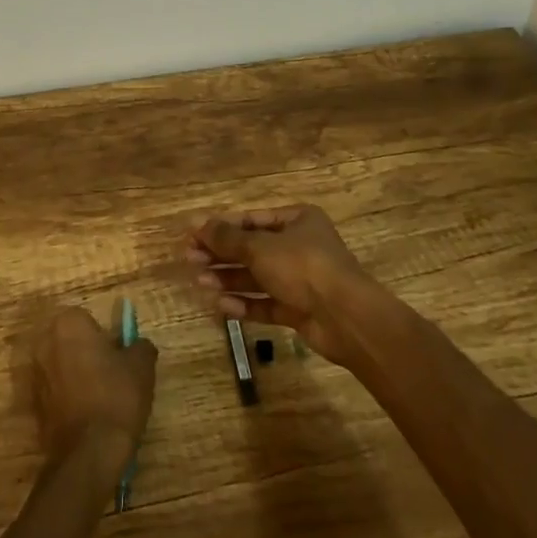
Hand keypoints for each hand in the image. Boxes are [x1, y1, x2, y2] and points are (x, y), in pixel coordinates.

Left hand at [30, 307, 157, 480]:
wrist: (89, 453)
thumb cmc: (116, 397)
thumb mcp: (142, 366)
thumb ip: (140, 346)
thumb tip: (138, 345)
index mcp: (68, 324)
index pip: (88, 320)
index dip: (105, 339)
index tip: (117, 358)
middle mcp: (45, 342)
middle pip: (70, 342)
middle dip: (86, 354)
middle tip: (110, 376)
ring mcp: (35, 374)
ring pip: (61, 367)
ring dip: (75, 376)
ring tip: (99, 400)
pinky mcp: (33, 404)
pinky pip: (54, 392)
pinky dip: (66, 399)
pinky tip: (86, 417)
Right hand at [186, 206, 382, 365]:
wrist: (346, 318)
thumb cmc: (303, 267)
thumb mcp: (260, 247)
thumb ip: (228, 238)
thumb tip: (197, 225)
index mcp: (297, 220)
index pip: (252, 219)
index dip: (221, 226)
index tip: (192, 234)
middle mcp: (299, 247)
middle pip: (252, 249)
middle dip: (221, 254)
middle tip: (190, 259)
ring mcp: (300, 280)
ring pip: (257, 277)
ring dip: (228, 279)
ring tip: (199, 282)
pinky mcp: (299, 310)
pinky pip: (266, 303)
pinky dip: (244, 303)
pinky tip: (221, 305)